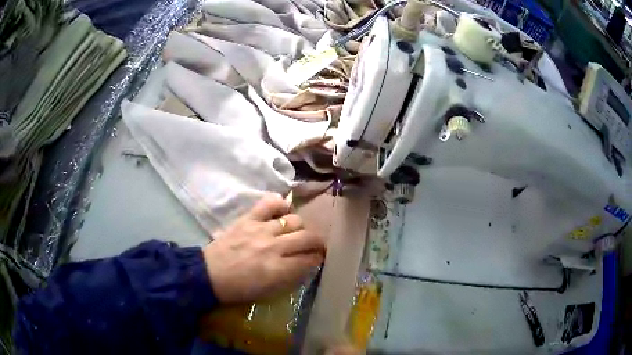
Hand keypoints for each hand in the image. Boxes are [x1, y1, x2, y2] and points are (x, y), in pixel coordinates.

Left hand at [202, 193, 325, 302]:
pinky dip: (280, 204)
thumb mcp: (269, 292)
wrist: (209, 275)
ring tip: (296, 232)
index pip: (310, 259)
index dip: (317, 259)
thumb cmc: (238, 289)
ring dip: (300, 227)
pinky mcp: (248, 219)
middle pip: (307, 237)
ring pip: (294, 220)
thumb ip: (291, 278)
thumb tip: (306, 265)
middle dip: (317, 242)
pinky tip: (283, 211)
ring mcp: (261, 230)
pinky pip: (269, 203)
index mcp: (278, 269)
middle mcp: (274, 247)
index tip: (317, 259)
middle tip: (314, 246)